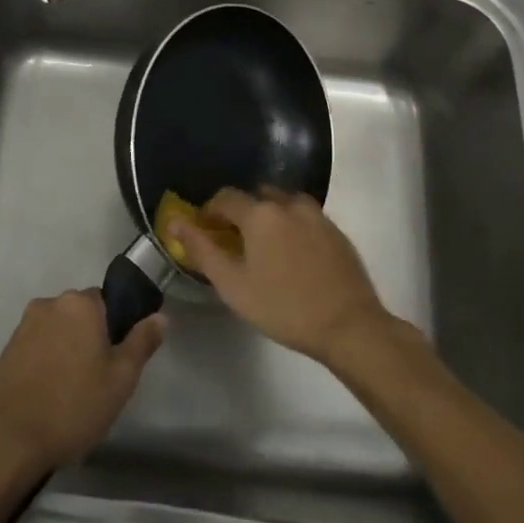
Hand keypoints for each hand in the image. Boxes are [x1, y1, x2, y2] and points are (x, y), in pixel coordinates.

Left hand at [0, 290, 165, 476]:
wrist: (8, 438)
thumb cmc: (73, 406)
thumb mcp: (121, 379)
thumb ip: (142, 342)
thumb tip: (160, 317)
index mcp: (80, 304)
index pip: (107, 301)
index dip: (116, 328)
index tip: (118, 359)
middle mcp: (49, 304)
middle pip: (80, 315)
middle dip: (90, 338)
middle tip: (99, 379)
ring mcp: (23, 326)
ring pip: (57, 331)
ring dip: (66, 350)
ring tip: (72, 392)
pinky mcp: (6, 349)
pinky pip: (36, 347)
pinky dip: (45, 363)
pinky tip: (49, 395)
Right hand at [176, 189, 391, 363]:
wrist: (349, 326)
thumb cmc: (283, 307)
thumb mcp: (232, 284)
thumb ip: (201, 249)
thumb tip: (174, 222)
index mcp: (260, 213)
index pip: (225, 197)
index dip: (210, 212)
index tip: (206, 232)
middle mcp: (288, 203)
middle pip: (256, 196)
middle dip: (241, 213)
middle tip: (235, 242)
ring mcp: (316, 215)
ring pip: (283, 204)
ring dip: (269, 217)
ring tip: (265, 248)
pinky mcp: (336, 230)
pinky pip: (304, 217)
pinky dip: (292, 227)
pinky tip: (293, 256)